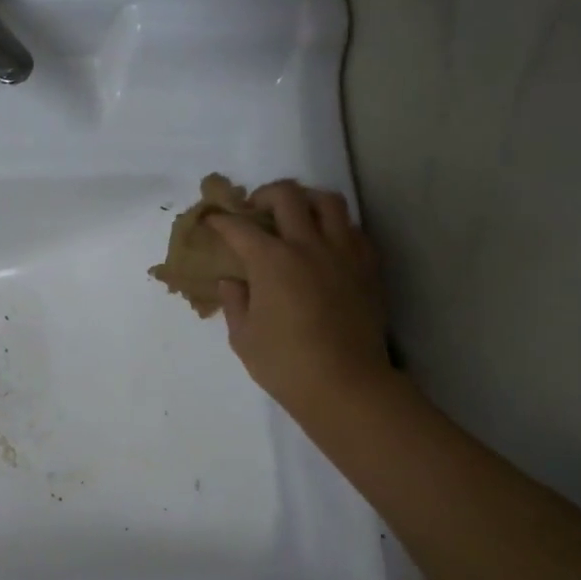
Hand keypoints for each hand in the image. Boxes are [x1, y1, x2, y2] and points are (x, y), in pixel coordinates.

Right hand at [211, 180, 395, 413]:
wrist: (345, 384)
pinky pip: (353, 229)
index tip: (212, 221)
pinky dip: (336, 227)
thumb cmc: (285, 364)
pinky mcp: (368, 267)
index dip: (221, 221)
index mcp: (271, 261)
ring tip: (296, 215)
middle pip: (287, 196)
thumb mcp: (243, 337)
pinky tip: (326, 244)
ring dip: (306, 200)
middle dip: (264, 195)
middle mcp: (308, 245)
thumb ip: (235, 302)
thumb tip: (232, 281)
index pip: (240, 228)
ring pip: (328, 202)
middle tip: (255, 210)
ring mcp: (343, 252)